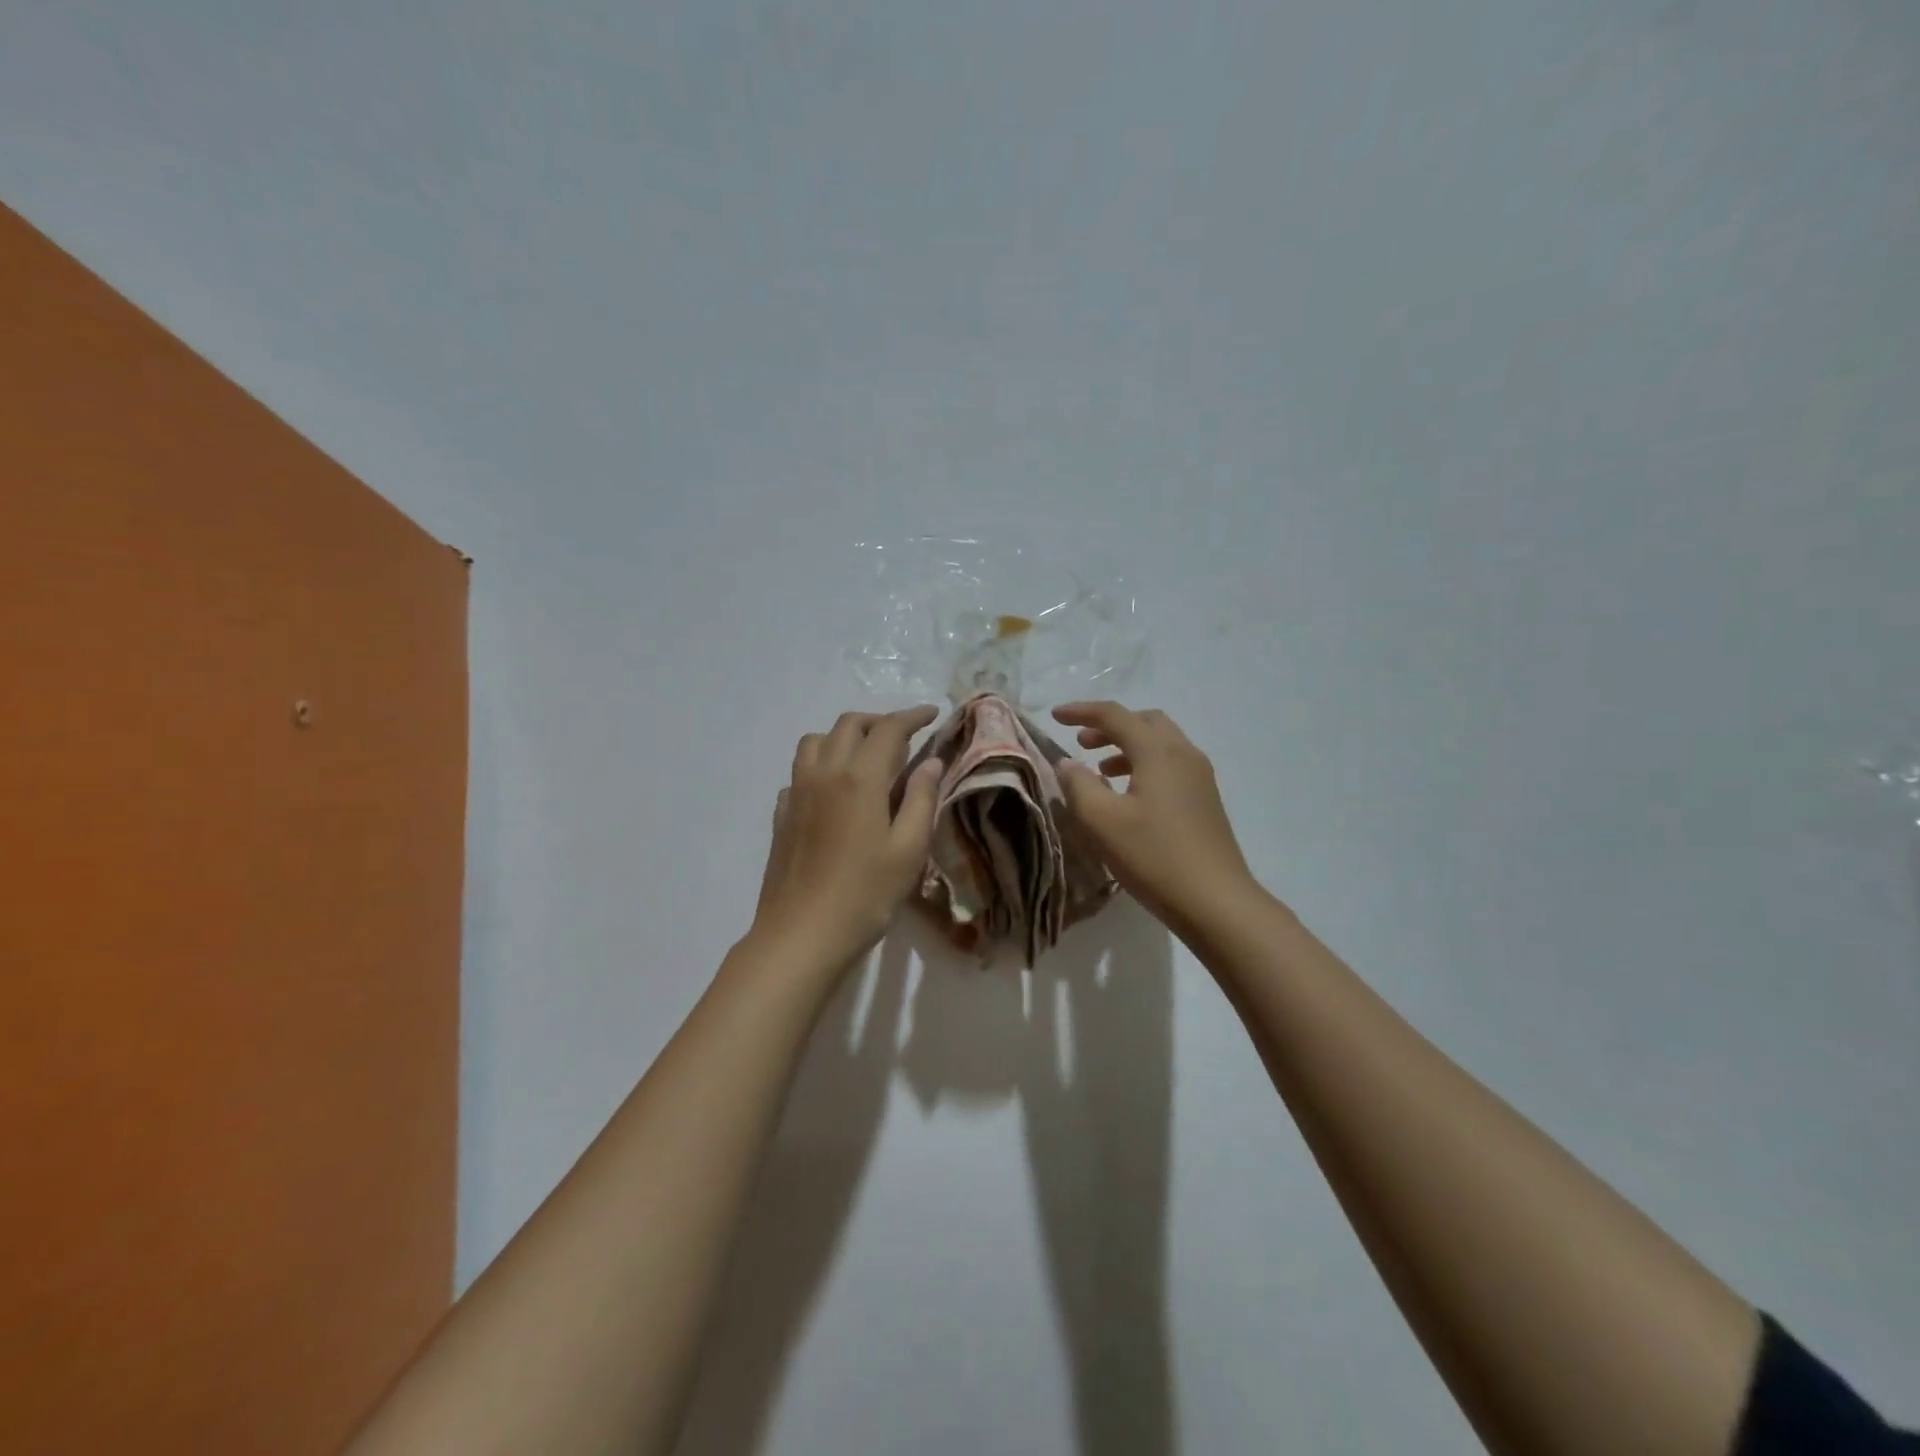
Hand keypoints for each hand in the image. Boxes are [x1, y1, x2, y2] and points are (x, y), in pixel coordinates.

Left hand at [751, 706, 944, 973]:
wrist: (801, 935)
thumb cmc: (865, 895)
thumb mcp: (909, 850)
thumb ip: (921, 799)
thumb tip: (931, 762)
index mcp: (860, 777)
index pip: (888, 728)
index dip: (912, 716)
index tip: (931, 714)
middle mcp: (824, 773)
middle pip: (848, 725)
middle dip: (878, 721)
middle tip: (903, 738)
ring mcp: (796, 792)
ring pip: (816, 741)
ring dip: (843, 737)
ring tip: (866, 759)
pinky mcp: (781, 814)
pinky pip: (799, 772)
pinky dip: (820, 766)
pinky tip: (834, 792)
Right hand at [1051, 702, 1257, 933]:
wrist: (1216, 902)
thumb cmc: (1154, 857)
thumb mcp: (1102, 822)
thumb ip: (1079, 785)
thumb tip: (1068, 762)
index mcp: (1158, 751)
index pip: (1115, 715)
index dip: (1082, 711)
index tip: (1055, 716)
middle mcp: (1184, 754)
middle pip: (1144, 721)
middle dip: (1110, 726)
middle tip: (1081, 742)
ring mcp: (1200, 777)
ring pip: (1160, 743)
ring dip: (1127, 746)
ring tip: (1100, 769)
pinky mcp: (1206, 799)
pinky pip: (1171, 764)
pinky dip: (1144, 764)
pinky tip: (1129, 794)